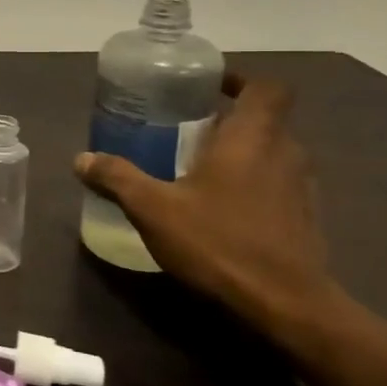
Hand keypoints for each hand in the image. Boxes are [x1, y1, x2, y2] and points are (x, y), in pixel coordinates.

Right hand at [75, 74, 334, 322]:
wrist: (285, 305)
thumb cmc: (219, 242)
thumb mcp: (153, 209)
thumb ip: (117, 178)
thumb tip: (81, 159)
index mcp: (253, 137)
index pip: (265, 87)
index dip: (240, 80)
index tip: (206, 87)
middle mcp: (285, 153)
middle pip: (265, 119)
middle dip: (228, 119)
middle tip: (186, 128)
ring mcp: (301, 188)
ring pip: (272, 153)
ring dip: (241, 153)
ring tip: (197, 167)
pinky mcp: (305, 220)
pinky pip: (277, 185)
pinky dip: (252, 184)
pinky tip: (219, 208)